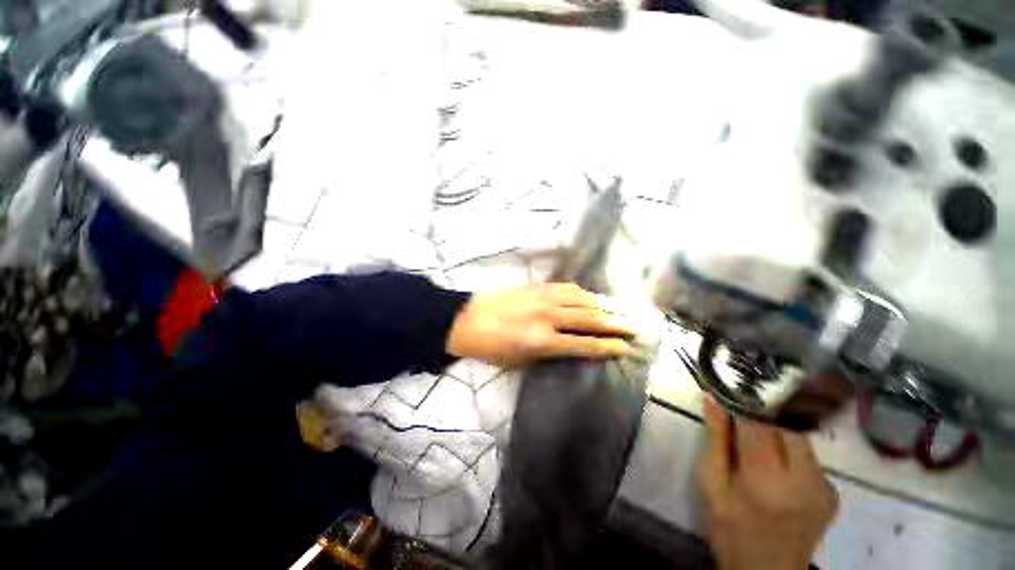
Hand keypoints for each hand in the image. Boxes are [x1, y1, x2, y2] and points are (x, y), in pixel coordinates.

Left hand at [446, 283, 635, 367]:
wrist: (468, 319)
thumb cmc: (492, 348)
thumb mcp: (521, 361)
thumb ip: (549, 353)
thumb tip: (573, 348)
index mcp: (542, 340)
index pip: (584, 343)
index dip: (607, 346)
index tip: (626, 347)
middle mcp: (547, 316)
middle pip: (589, 318)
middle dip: (615, 323)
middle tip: (635, 326)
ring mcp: (543, 298)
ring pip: (581, 299)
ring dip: (603, 305)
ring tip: (620, 310)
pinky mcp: (537, 287)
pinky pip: (566, 288)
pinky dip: (583, 293)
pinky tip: (591, 297)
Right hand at [698, 398, 837, 569]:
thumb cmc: (729, 528)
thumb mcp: (711, 483)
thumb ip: (716, 438)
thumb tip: (713, 398)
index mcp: (765, 479)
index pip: (759, 421)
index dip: (745, 398)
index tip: (731, 384)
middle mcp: (804, 479)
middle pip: (787, 422)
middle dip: (763, 409)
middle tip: (742, 404)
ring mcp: (824, 486)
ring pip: (800, 434)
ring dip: (776, 426)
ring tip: (756, 434)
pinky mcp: (833, 491)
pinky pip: (809, 453)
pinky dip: (789, 446)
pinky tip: (775, 460)